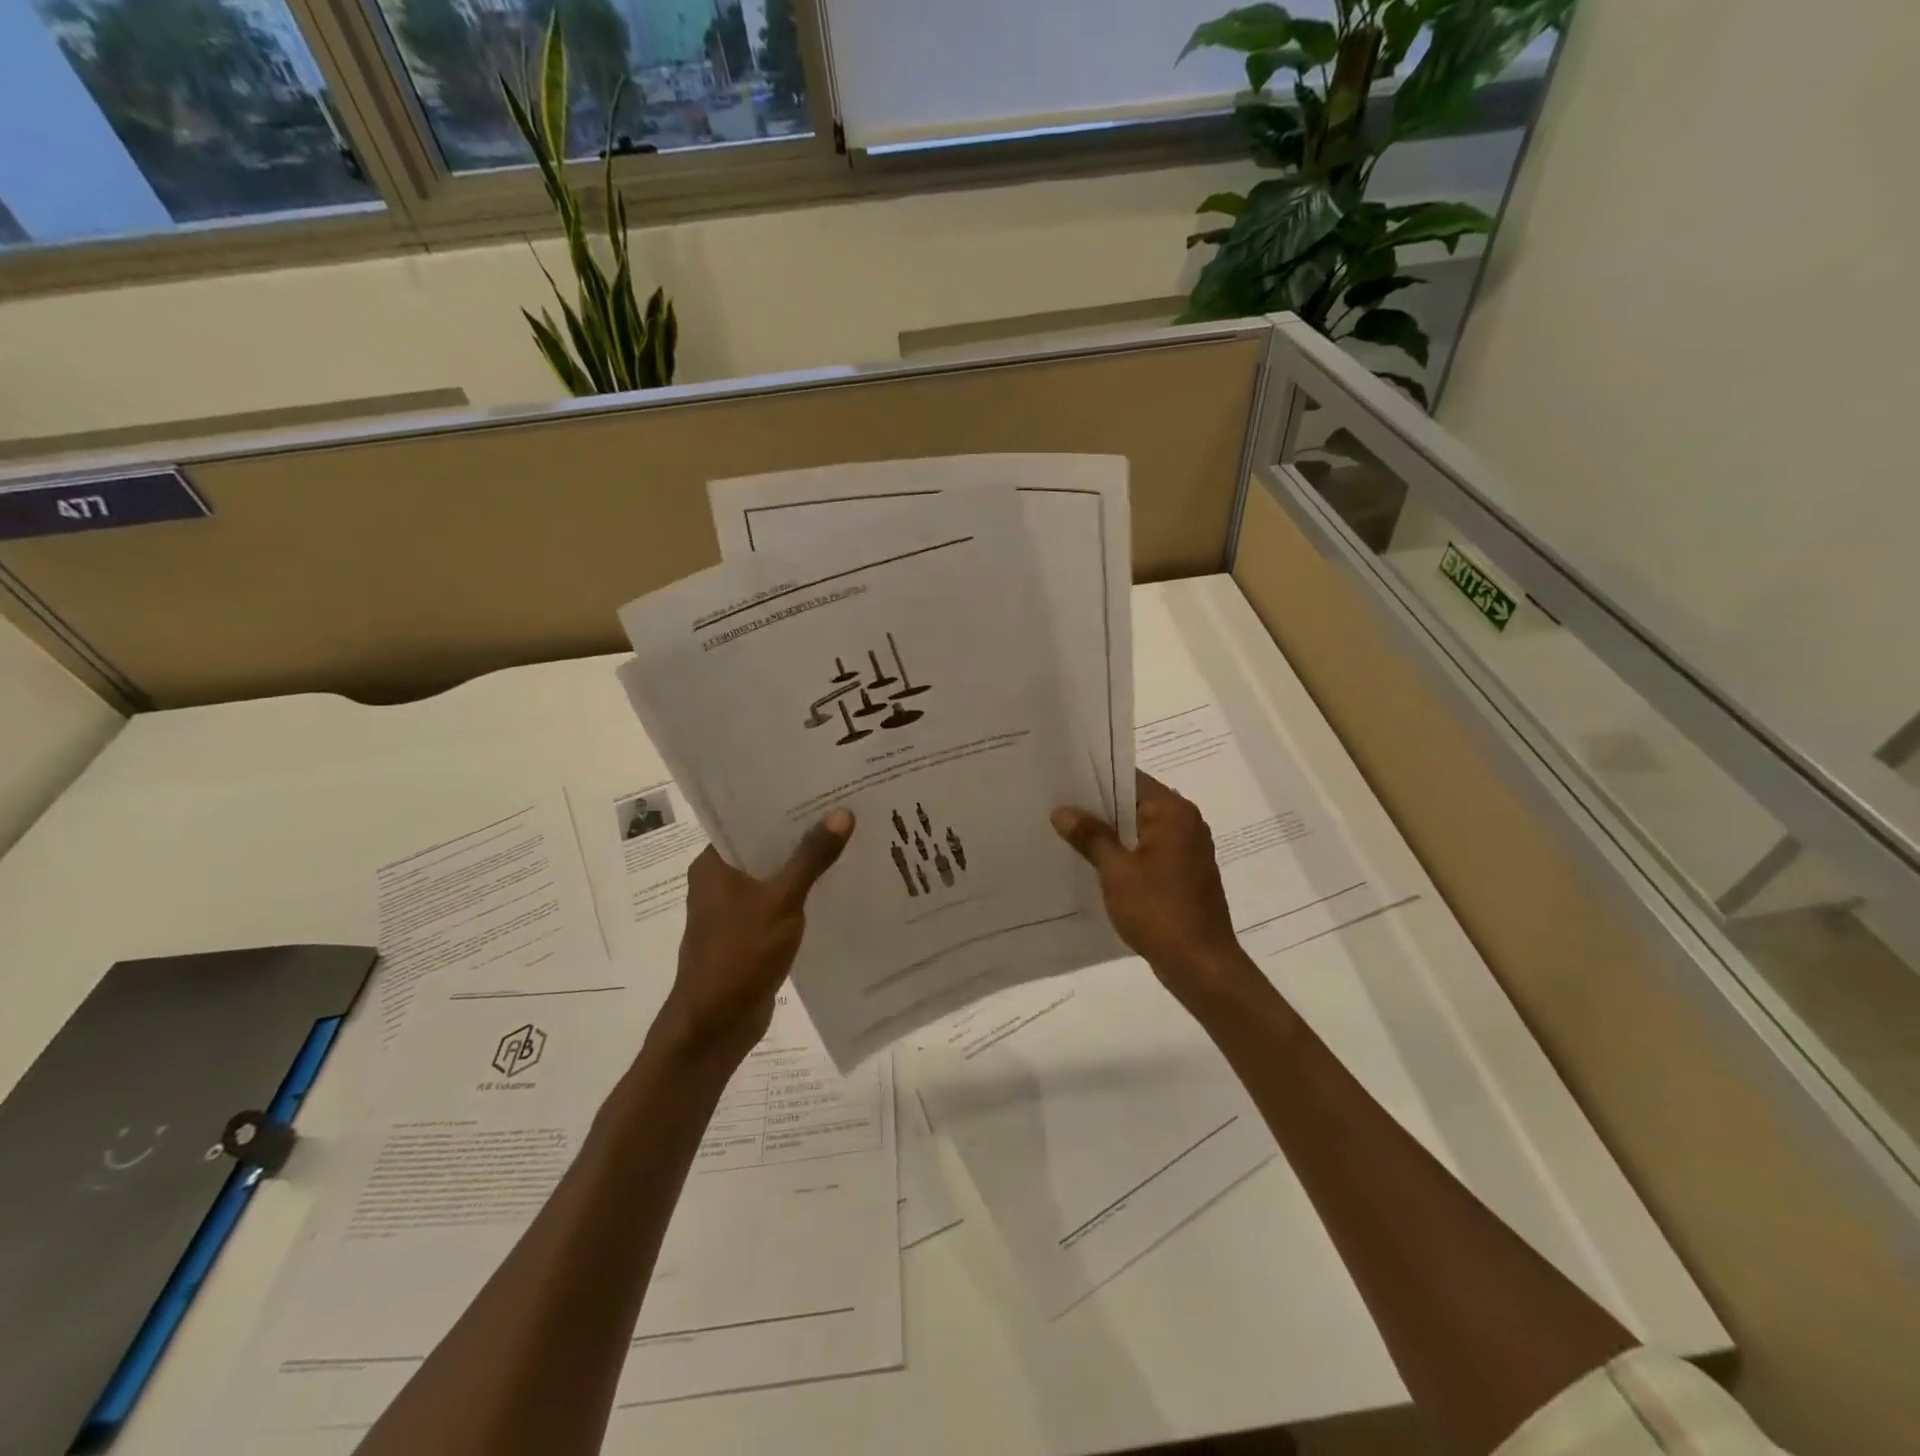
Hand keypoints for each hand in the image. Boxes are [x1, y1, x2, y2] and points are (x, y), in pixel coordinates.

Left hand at [657, 810, 853, 1066]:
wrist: (715, 1025)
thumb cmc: (739, 954)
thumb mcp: (781, 900)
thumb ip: (811, 857)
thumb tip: (842, 813)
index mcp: (714, 863)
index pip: (748, 818)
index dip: (783, 802)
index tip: (821, 785)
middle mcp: (720, 881)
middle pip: (765, 846)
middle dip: (801, 832)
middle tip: (845, 808)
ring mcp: (734, 909)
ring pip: (774, 875)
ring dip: (804, 864)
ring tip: (848, 839)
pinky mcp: (750, 933)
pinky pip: (780, 902)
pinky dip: (802, 893)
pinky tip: (836, 885)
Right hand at [1052, 773, 1255, 1006]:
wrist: (1201, 964)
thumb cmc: (1158, 910)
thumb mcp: (1116, 871)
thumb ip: (1090, 836)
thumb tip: (1062, 810)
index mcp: (1173, 812)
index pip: (1130, 779)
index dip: (1095, 779)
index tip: (1063, 782)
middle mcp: (1186, 822)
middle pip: (1135, 802)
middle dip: (1099, 807)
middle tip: (1056, 807)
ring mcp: (1188, 849)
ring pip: (1141, 828)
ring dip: (1111, 832)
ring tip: (1069, 833)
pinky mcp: (1185, 873)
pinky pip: (1149, 850)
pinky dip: (1126, 852)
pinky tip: (1096, 863)